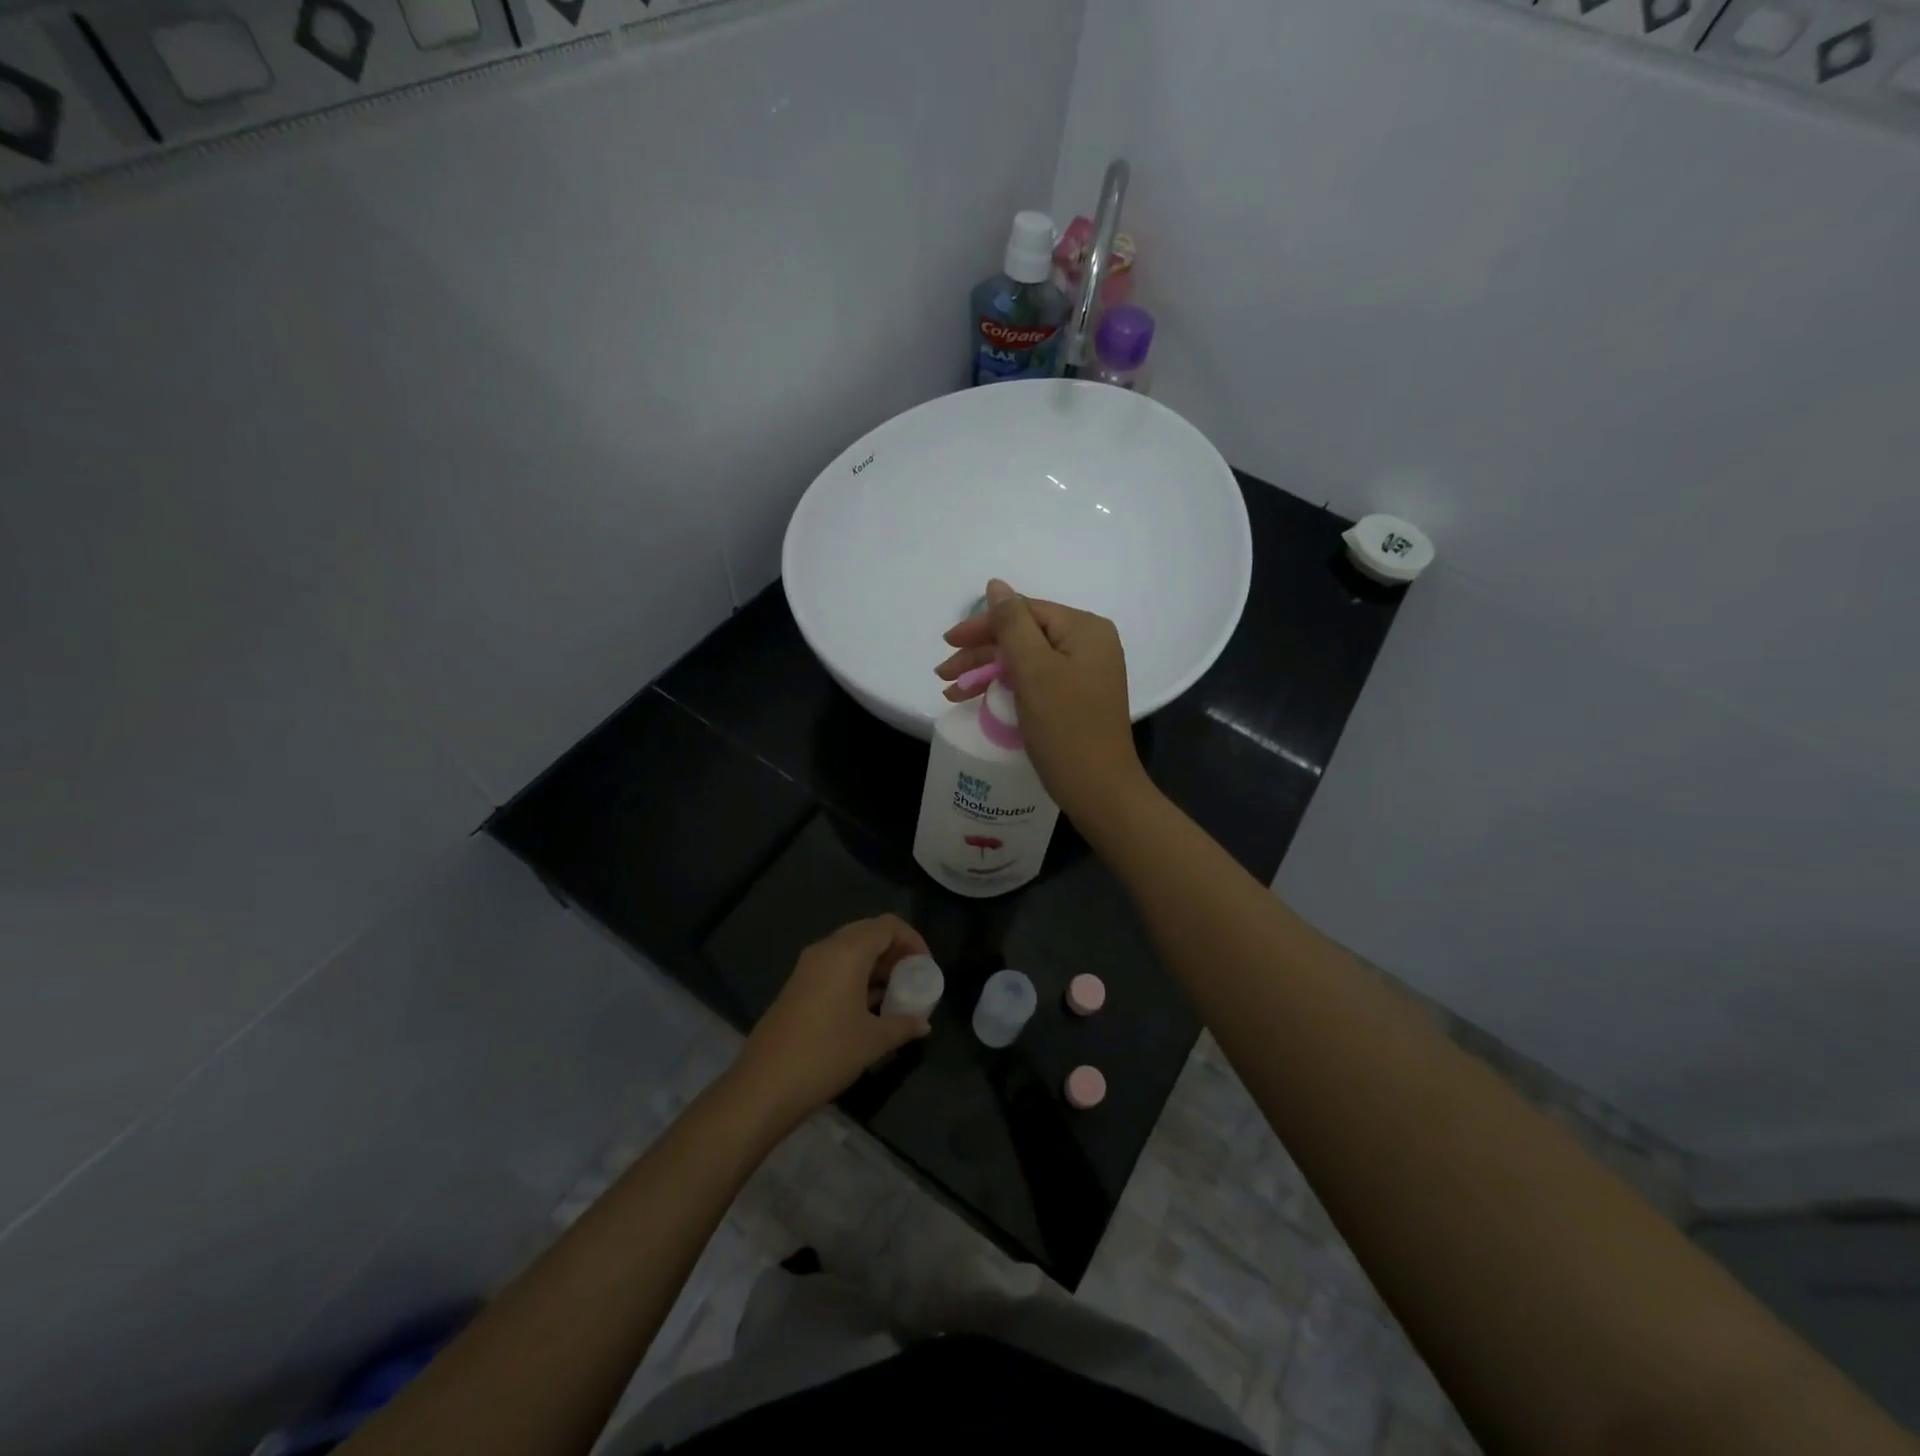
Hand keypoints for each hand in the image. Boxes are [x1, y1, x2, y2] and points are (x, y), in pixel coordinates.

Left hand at [730, 915, 932, 1129]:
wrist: (765, 1084)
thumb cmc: (827, 1054)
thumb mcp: (873, 1041)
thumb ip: (903, 1025)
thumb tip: (923, 1024)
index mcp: (847, 952)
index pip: (887, 925)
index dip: (912, 940)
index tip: (925, 966)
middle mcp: (826, 949)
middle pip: (868, 931)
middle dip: (893, 949)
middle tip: (911, 976)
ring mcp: (807, 966)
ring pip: (849, 948)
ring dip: (874, 963)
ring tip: (893, 992)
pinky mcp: (797, 984)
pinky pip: (833, 965)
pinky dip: (854, 974)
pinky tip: (866, 1005)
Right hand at [937, 579, 1146, 822]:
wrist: (1100, 791)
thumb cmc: (1065, 727)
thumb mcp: (1033, 669)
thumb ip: (1011, 623)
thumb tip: (995, 585)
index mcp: (1085, 629)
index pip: (1024, 612)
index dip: (982, 625)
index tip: (947, 642)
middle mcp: (1089, 644)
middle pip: (1023, 636)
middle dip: (981, 654)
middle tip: (943, 674)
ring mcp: (1084, 674)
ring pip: (1025, 661)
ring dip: (987, 672)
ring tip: (951, 692)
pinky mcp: (1076, 699)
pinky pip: (1035, 682)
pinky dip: (1006, 688)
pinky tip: (979, 699)